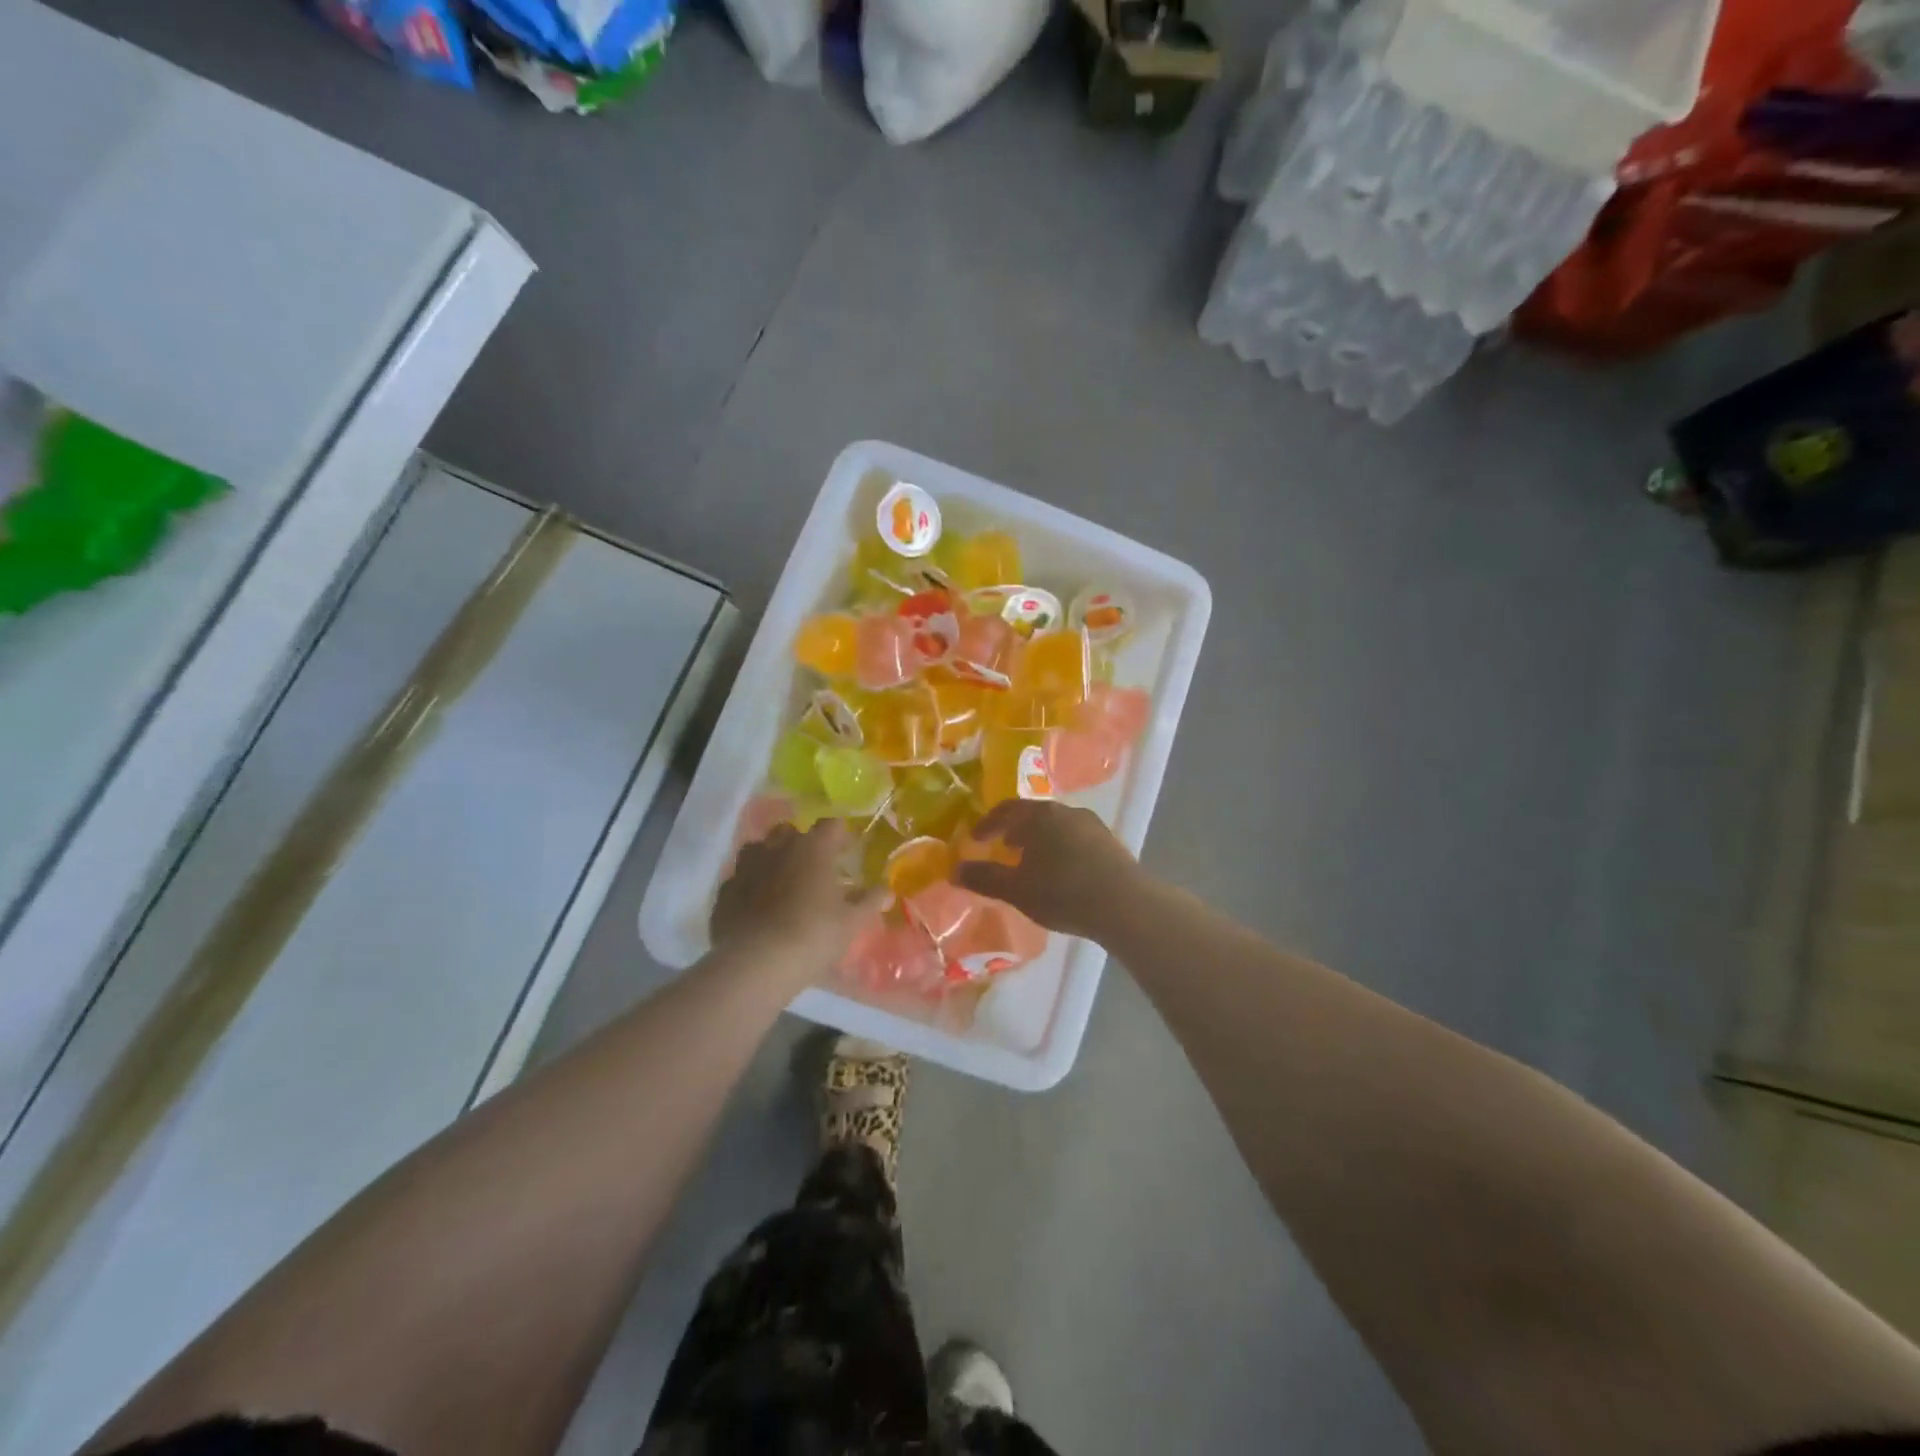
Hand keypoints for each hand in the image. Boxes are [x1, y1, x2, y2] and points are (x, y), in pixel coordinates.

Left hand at [711, 822, 880, 979]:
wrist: (755, 964)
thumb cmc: (813, 935)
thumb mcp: (852, 922)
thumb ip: (870, 901)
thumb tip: (885, 888)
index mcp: (813, 847)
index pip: (831, 824)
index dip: (839, 835)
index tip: (846, 851)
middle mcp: (777, 847)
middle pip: (789, 831)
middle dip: (801, 843)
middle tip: (813, 869)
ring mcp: (746, 867)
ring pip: (759, 850)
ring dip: (771, 860)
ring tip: (782, 884)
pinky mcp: (725, 891)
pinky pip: (740, 880)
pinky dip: (750, 888)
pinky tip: (757, 909)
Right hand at [953, 800, 1140, 941]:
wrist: (1124, 904)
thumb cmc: (1062, 891)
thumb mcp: (1016, 889)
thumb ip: (984, 878)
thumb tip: (954, 870)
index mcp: (1040, 815)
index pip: (1006, 809)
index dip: (988, 823)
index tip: (975, 838)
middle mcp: (1066, 811)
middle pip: (1034, 814)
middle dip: (1015, 829)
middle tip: (1002, 846)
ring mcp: (1092, 825)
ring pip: (1057, 826)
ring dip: (1040, 839)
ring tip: (1031, 861)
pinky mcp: (1110, 843)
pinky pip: (1075, 838)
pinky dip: (1060, 848)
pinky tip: (1061, 871)